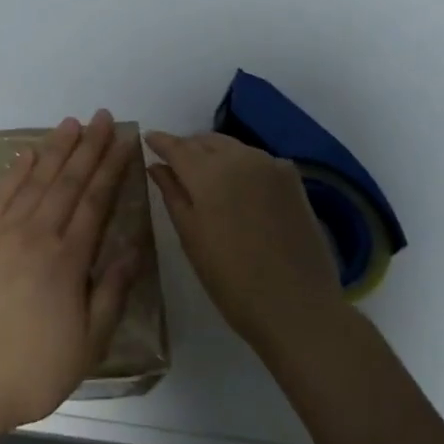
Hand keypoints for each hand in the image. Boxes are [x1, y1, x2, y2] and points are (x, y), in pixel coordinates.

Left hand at [0, 111, 141, 438]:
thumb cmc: (34, 369)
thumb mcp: (90, 343)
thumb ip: (113, 291)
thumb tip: (133, 248)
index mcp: (68, 259)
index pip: (96, 200)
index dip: (112, 167)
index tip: (124, 140)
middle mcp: (36, 235)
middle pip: (67, 181)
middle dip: (88, 147)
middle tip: (103, 117)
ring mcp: (0, 234)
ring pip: (33, 181)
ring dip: (54, 150)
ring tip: (70, 124)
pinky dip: (14, 172)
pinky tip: (26, 155)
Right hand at [146, 131, 339, 343]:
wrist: (297, 305)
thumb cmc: (231, 278)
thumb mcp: (191, 237)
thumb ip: (172, 194)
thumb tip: (157, 165)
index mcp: (209, 172)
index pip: (177, 146)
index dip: (160, 141)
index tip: (147, 138)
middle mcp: (240, 157)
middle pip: (206, 141)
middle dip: (187, 146)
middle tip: (173, 162)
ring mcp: (271, 165)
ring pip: (233, 147)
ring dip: (214, 153)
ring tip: (203, 174)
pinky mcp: (293, 180)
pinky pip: (257, 160)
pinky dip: (240, 164)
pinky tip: (237, 185)